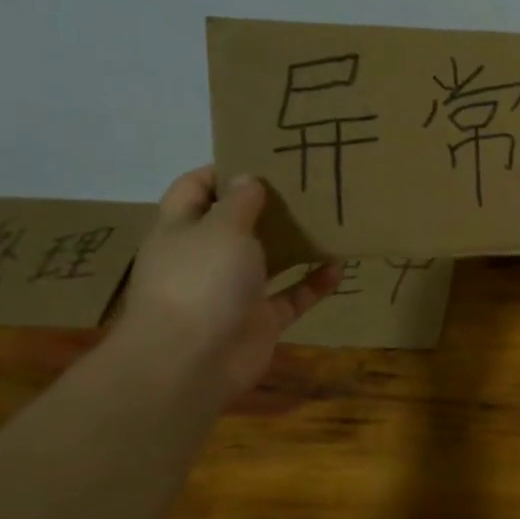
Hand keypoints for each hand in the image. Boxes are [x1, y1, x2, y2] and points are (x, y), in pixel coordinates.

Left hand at [115, 169, 337, 403]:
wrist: (192, 361)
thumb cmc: (200, 281)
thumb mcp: (221, 229)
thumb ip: (240, 203)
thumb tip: (248, 179)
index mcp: (181, 229)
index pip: (195, 188)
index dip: (222, 170)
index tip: (261, 157)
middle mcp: (205, 257)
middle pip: (235, 224)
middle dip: (266, 206)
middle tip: (305, 185)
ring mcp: (233, 291)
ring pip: (268, 260)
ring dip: (294, 244)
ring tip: (328, 220)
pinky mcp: (260, 320)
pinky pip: (292, 296)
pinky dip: (314, 283)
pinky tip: (338, 266)